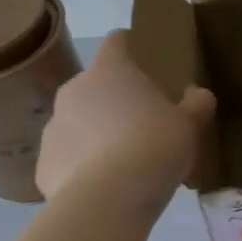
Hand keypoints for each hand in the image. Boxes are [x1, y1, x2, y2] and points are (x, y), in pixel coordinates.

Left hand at [36, 31, 215, 207]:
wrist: (110, 198)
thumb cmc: (155, 145)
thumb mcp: (190, 123)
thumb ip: (196, 104)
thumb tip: (197, 95)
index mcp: (110, 70)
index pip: (117, 42)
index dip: (130, 46)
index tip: (144, 60)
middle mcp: (74, 91)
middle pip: (95, 84)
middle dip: (114, 98)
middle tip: (142, 121)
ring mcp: (53, 128)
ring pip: (77, 122)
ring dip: (96, 132)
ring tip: (123, 160)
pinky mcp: (43, 165)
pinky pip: (67, 158)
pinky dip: (82, 167)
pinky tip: (105, 185)